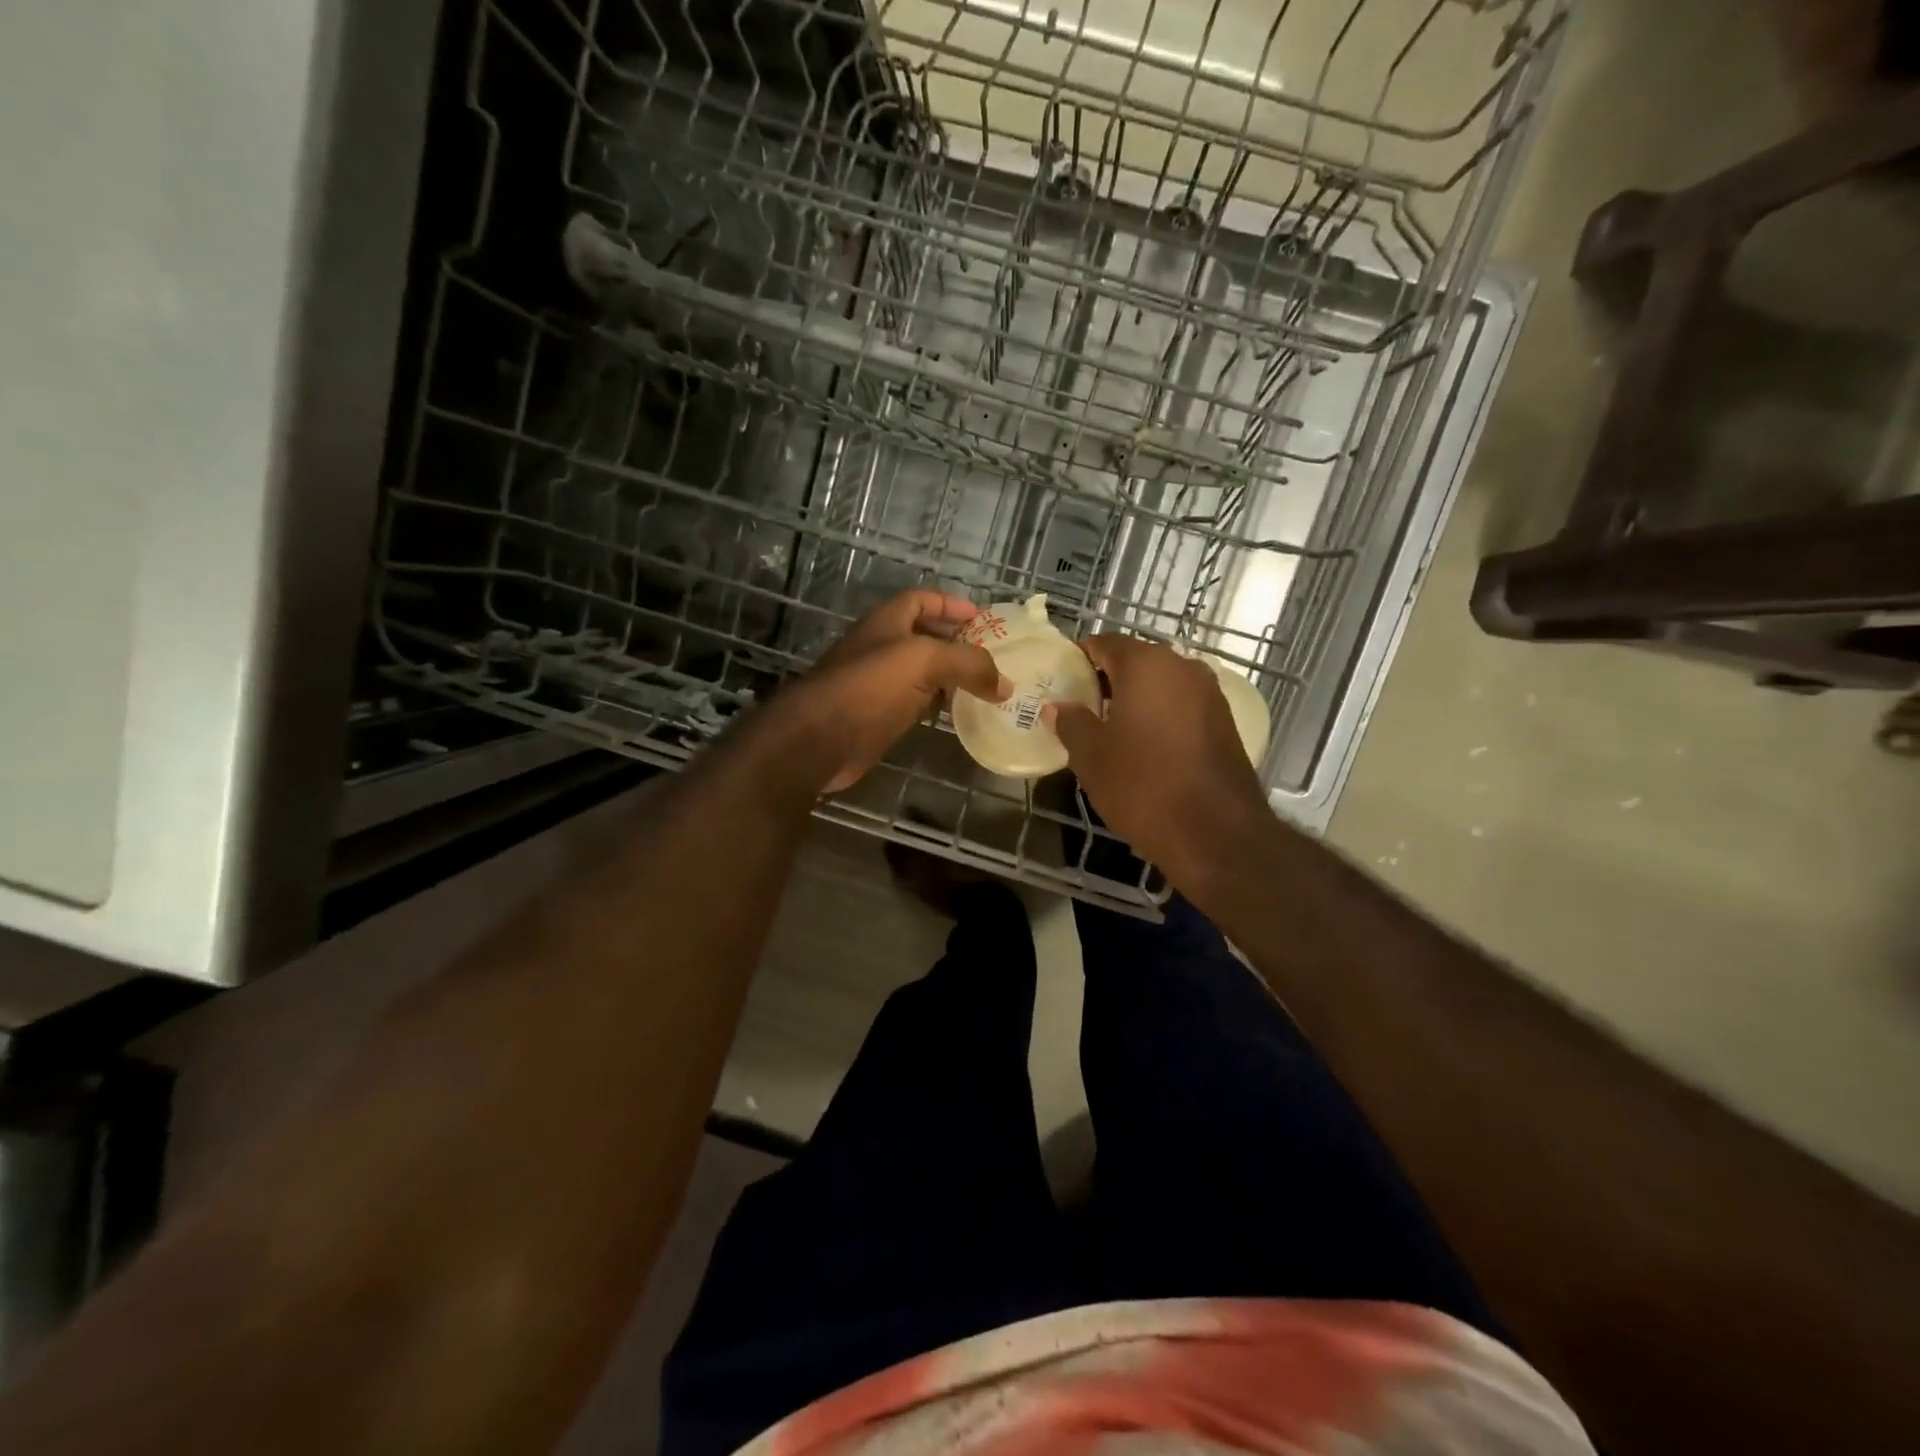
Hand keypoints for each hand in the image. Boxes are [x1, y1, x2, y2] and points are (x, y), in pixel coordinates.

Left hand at [770, 590, 1007, 793]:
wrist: (819, 740)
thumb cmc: (868, 688)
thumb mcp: (923, 661)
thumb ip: (968, 665)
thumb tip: (1004, 685)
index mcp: (887, 623)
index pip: (921, 600)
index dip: (951, 603)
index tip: (983, 617)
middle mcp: (882, 649)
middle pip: (925, 637)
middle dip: (958, 642)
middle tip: (993, 656)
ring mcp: (879, 685)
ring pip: (923, 674)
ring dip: (951, 677)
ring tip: (987, 686)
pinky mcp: (880, 718)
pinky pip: (917, 704)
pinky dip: (939, 706)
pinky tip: (959, 714)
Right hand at [1046, 635, 1270, 883]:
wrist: (1216, 833)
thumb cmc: (1143, 786)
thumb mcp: (1091, 757)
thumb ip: (1071, 722)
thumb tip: (1058, 707)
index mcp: (1146, 664)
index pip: (1104, 642)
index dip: (1079, 658)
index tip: (1062, 681)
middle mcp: (1182, 666)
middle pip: (1136, 660)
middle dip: (1107, 679)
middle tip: (1081, 709)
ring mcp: (1209, 693)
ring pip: (1161, 683)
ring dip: (1135, 698)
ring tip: (1110, 730)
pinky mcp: (1224, 721)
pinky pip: (1181, 705)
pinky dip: (1160, 715)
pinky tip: (1145, 746)